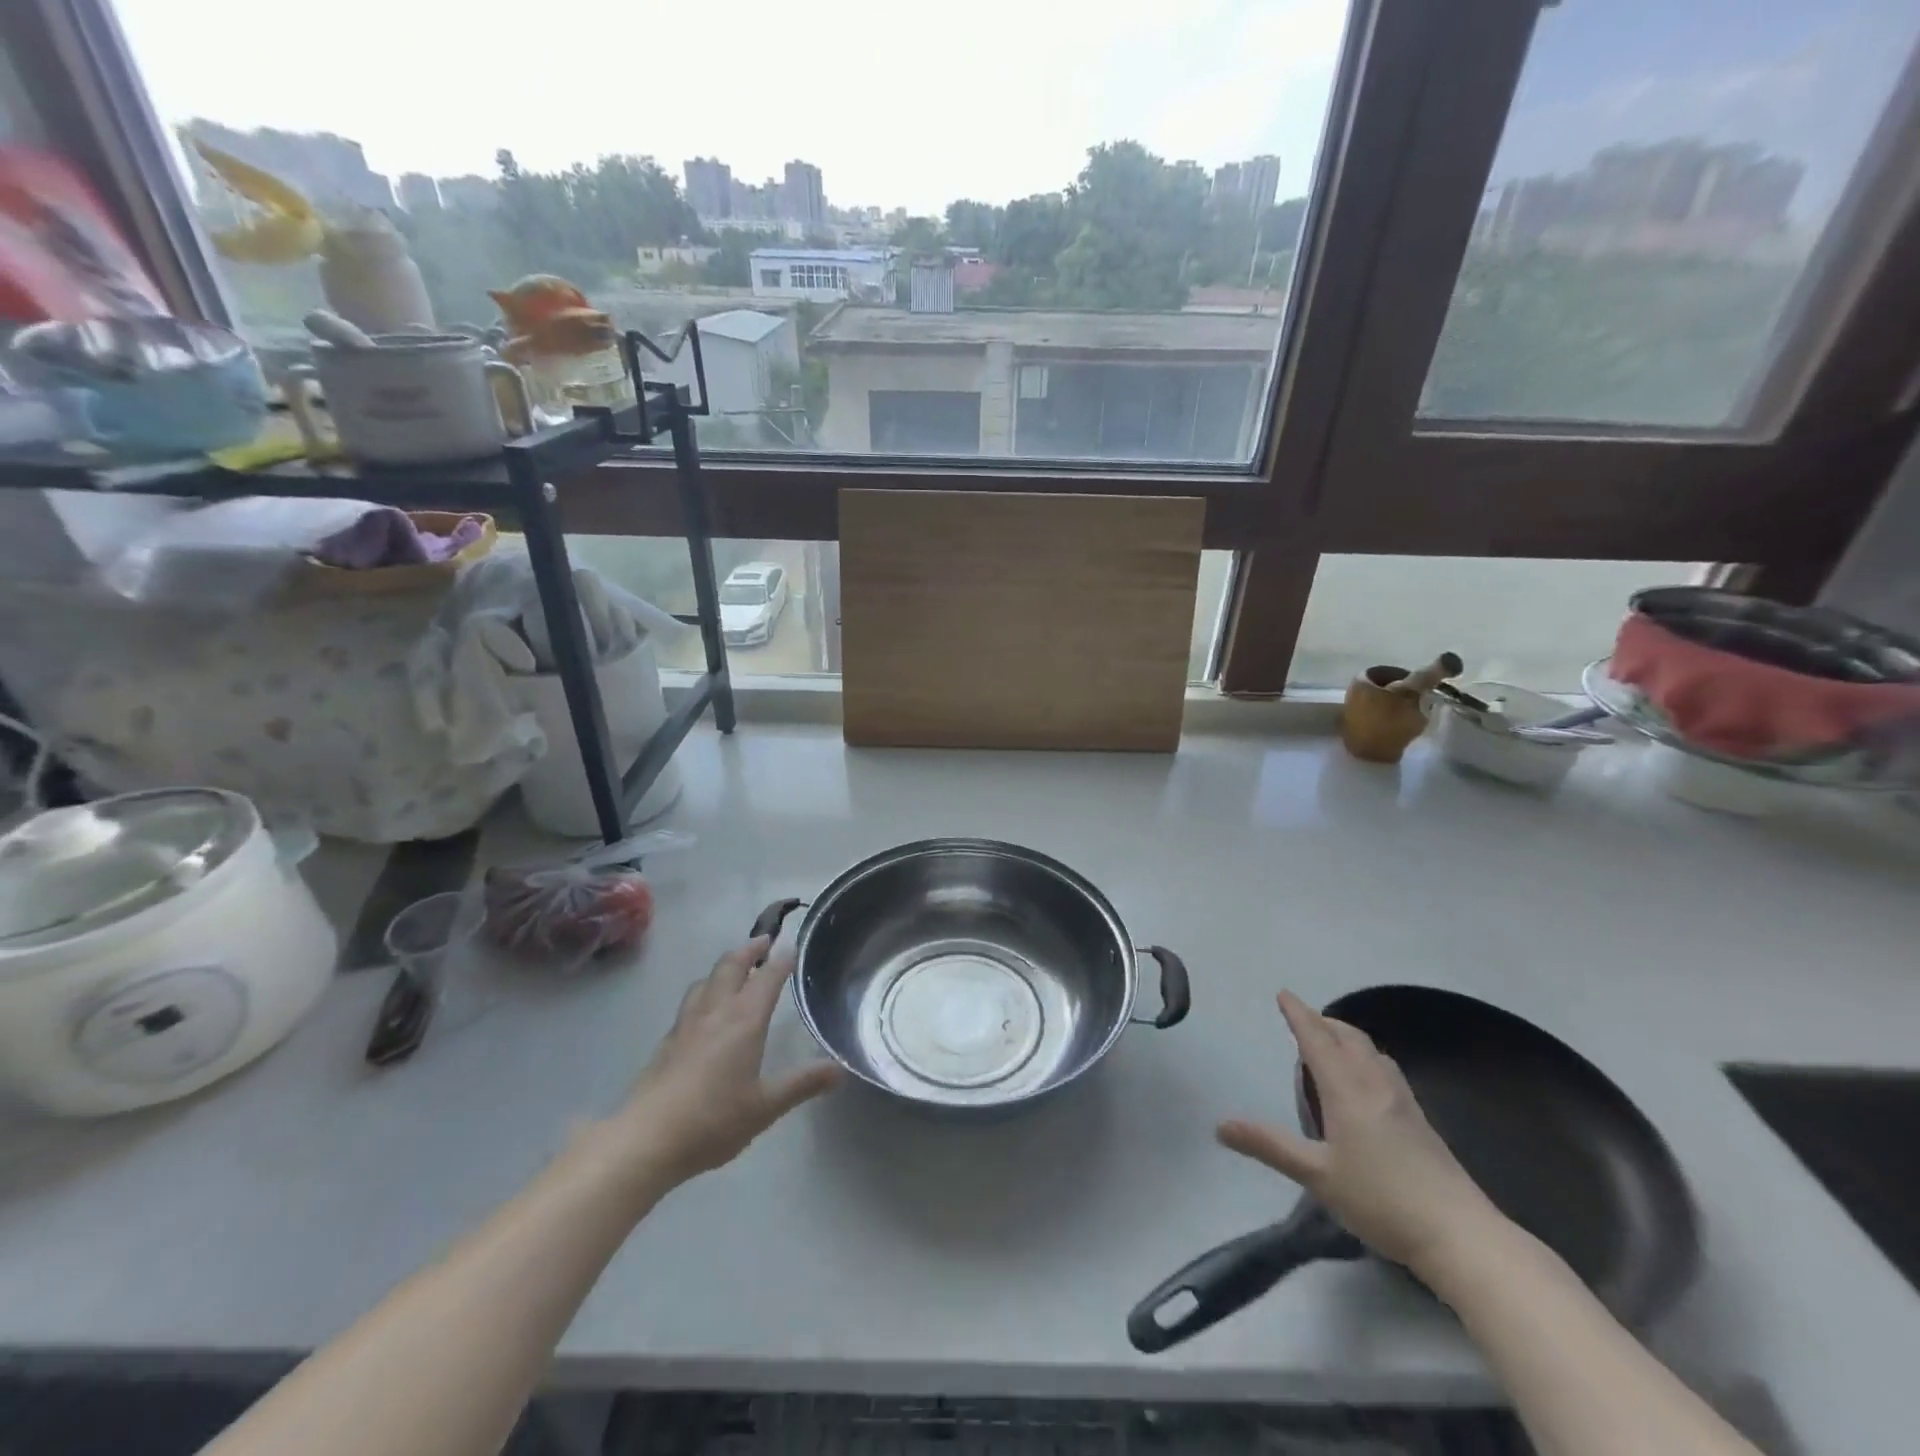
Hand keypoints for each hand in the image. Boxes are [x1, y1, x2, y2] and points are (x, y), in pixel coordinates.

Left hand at [611, 937, 842, 1184]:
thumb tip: (840, 1069)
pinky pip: (690, 1001)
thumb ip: (802, 1084)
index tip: (793, 949)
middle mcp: (715, 1012)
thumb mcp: (766, 1106)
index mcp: (744, 1020)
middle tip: (764, 942)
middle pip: (731, 966)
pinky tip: (705, 1009)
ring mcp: (687, 1024)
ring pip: (706, 980)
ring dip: (724, 967)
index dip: (782, 961)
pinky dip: (705, 991)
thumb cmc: (713, 1120)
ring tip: (734, 969)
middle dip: (749, 950)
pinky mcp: (667, 1041)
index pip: (767, 978)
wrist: (646, 1139)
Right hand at [1218, 990, 1502, 1279]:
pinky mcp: (1421, 1122)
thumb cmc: (1382, 1200)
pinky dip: (1366, 1058)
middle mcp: (1375, 1085)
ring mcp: (1403, 1102)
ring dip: (1347, 1038)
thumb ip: (1269, 1146)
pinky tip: (1367, 1083)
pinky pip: (1386, 1070)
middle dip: (1323, 1022)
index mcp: (1347, 1090)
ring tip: (1331, 1044)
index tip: (1283, 994)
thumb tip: (1220, 1126)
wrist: (1461, 1236)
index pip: (1316, 1039)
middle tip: (1303, 1019)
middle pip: (1348, 1037)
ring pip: (1372, 1052)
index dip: (1298, 1015)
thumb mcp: (1317, 1175)